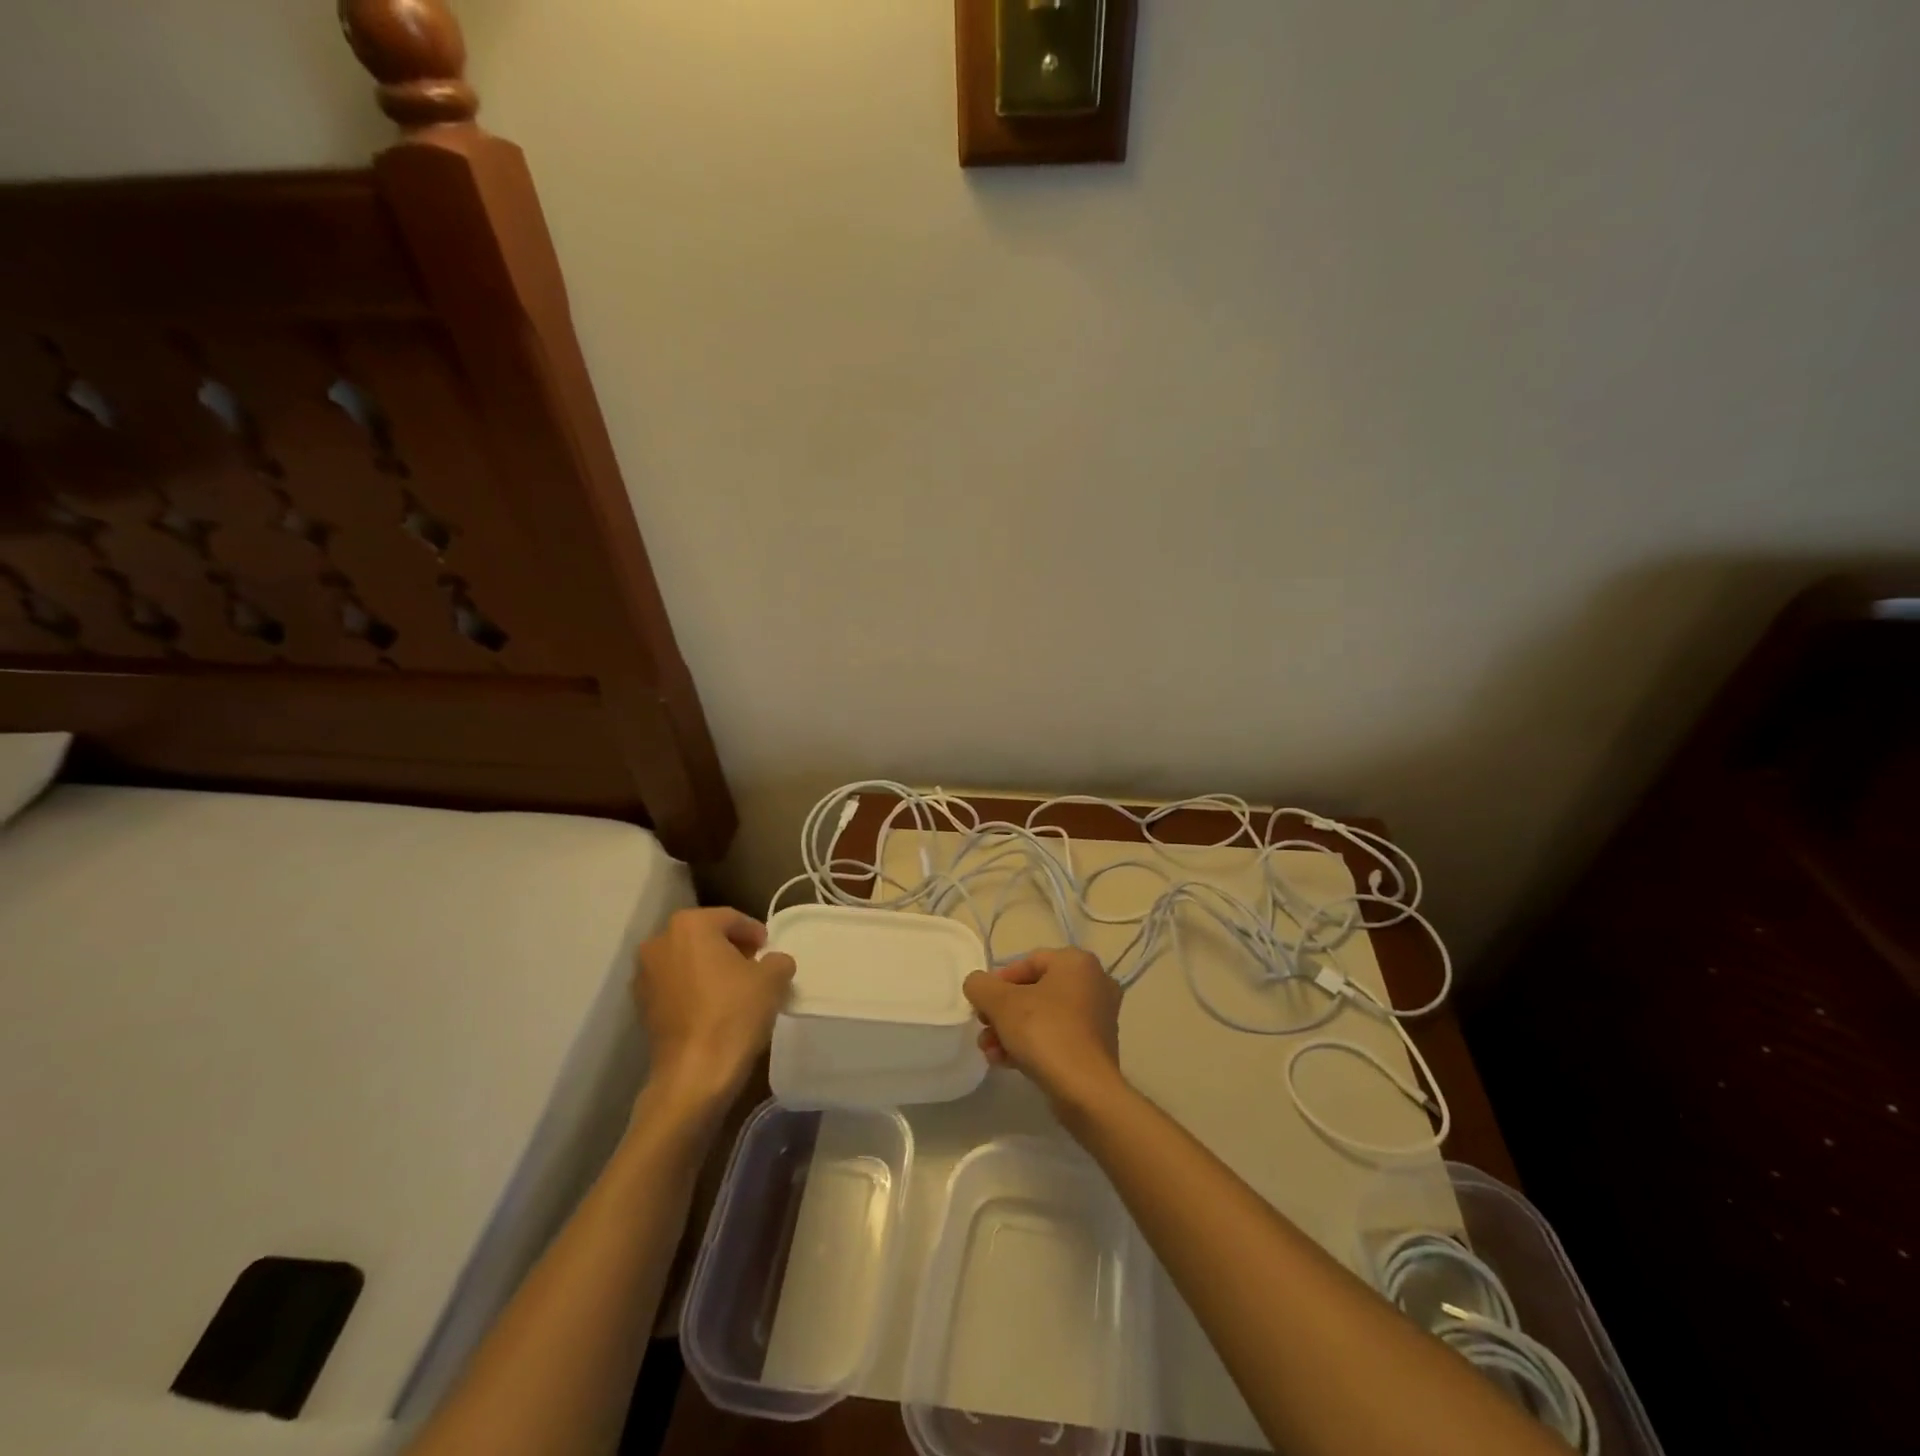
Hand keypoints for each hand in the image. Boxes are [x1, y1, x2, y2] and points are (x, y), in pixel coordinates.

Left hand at [633, 908, 795, 1112]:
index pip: (730, 918)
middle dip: (729, 947)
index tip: (768, 948)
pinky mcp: (640, 1005)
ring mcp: (644, 975)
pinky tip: (714, 1006)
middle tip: (754, 965)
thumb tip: (774, 962)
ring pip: (687, 960)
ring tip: (735, 987)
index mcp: (689, 925)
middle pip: (704, 936)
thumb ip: (777, 959)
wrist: (694, 1072)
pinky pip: (674, 985)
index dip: (754, 932)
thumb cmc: (734, 1013)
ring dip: (709, 967)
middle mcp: (659, 942)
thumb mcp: (772, 979)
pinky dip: (693, 988)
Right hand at [962, 948, 1124, 1114]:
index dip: (998, 982)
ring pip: (1043, 1017)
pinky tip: (1004, 1062)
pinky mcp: (1095, 1048)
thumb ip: (981, 986)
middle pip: (1034, 991)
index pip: (1028, 962)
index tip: (981, 1003)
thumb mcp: (1001, 1003)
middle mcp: (1093, 983)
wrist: (1085, 1091)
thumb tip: (977, 984)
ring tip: (989, 1050)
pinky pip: (1056, 1037)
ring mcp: (1098, 1018)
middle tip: (983, 1027)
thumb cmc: (1045, 1032)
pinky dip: (1030, 1045)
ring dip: (1011, 1030)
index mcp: (1077, 963)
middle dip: (1002, 1011)